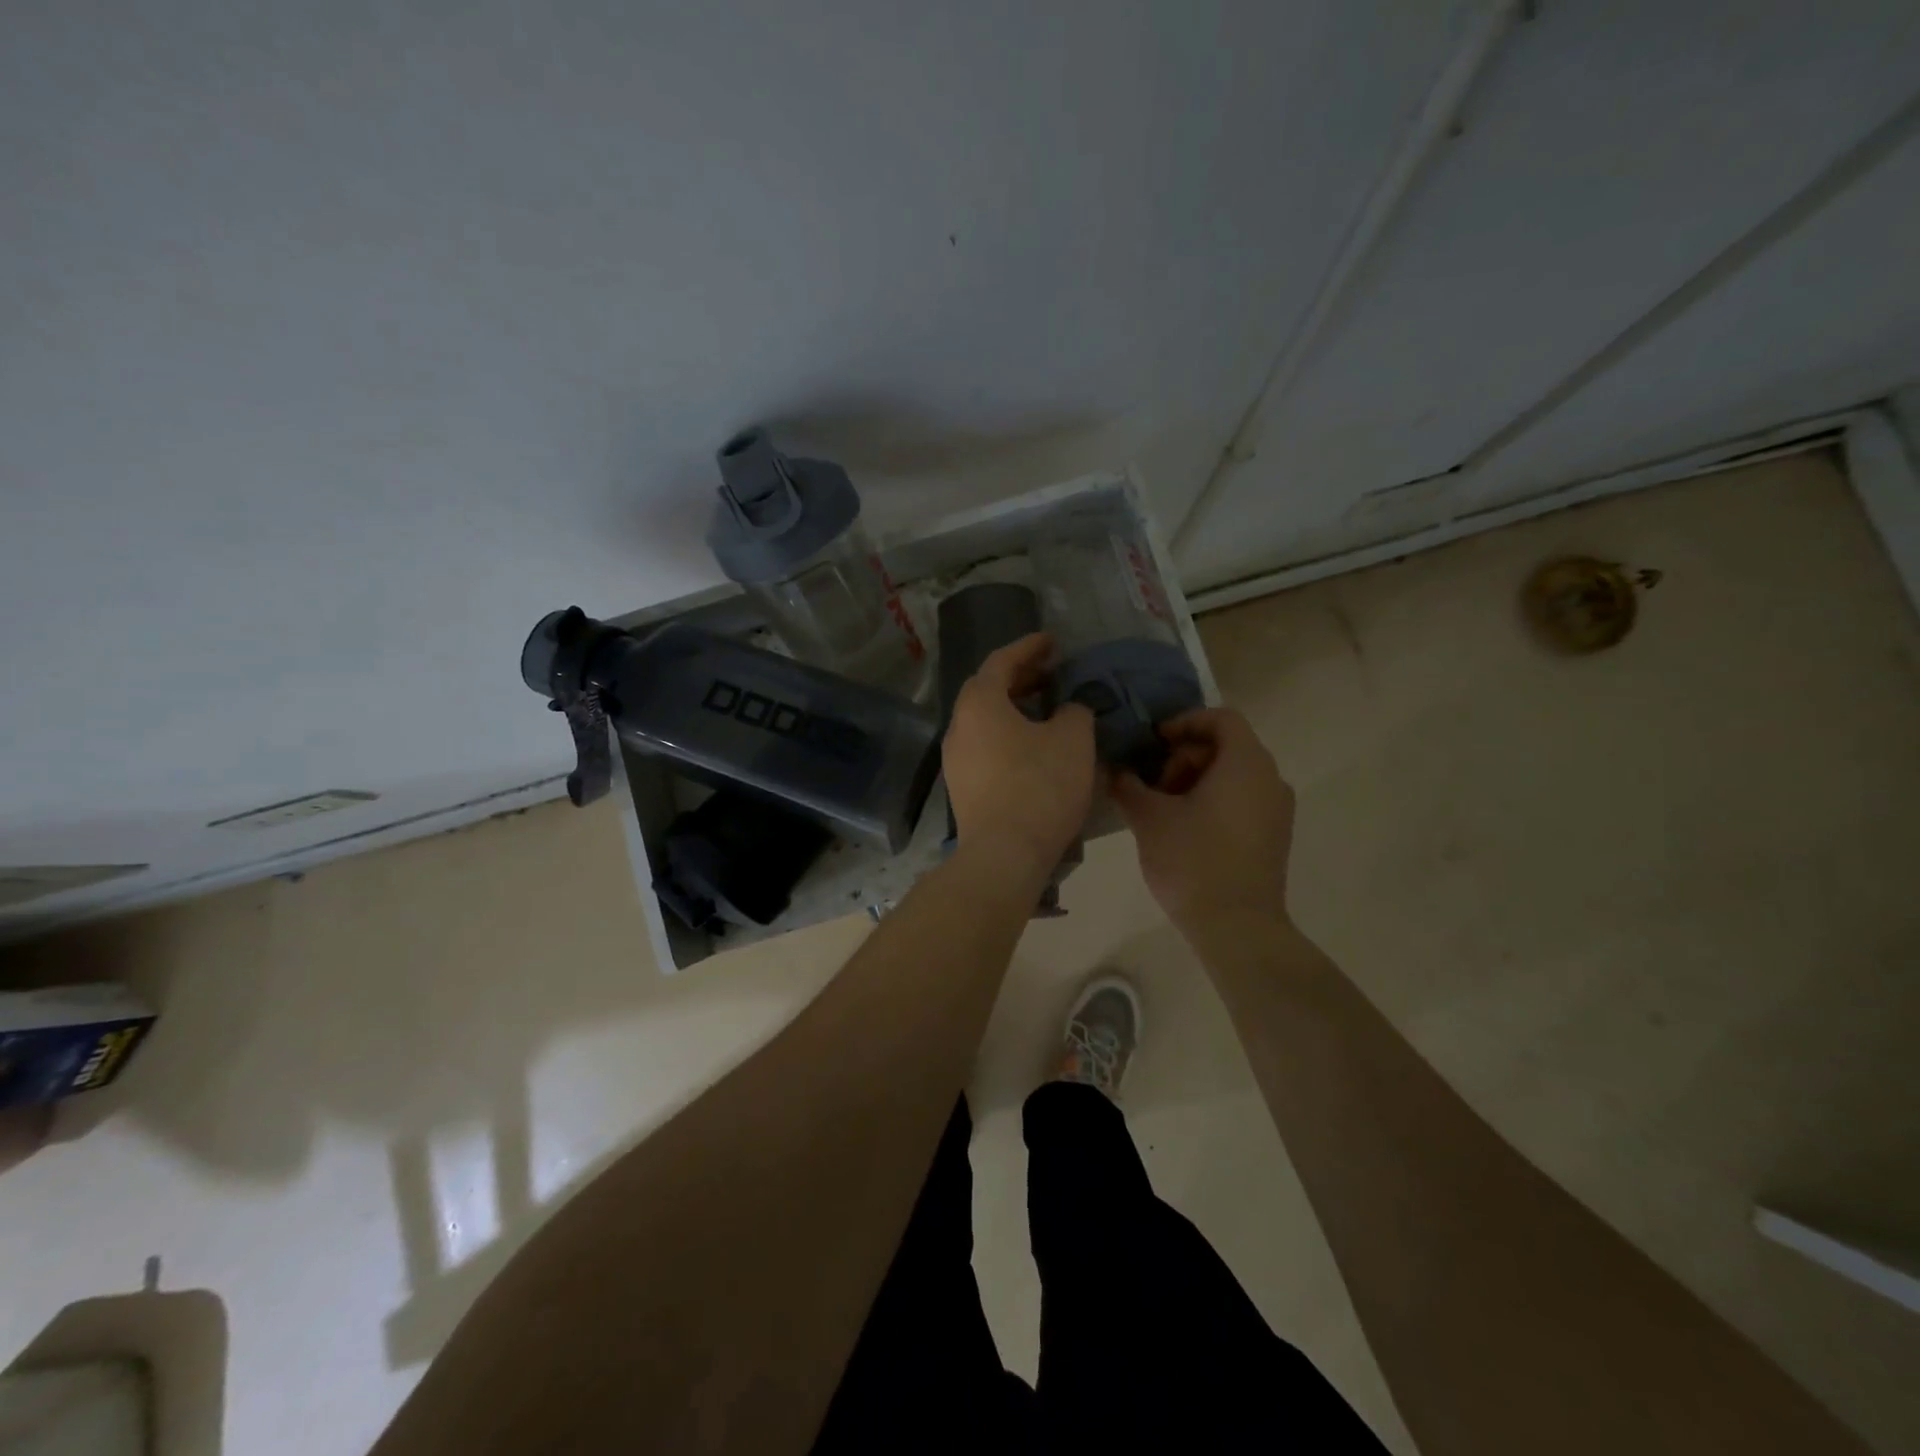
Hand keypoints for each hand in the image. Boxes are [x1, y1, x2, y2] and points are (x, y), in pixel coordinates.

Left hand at [942, 633, 1096, 872]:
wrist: (1003, 855)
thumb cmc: (1039, 787)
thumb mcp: (1073, 740)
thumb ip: (1074, 712)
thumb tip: (1068, 710)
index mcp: (980, 704)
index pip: (1001, 661)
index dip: (1028, 647)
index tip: (1051, 641)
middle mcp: (959, 726)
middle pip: (987, 689)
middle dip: (1019, 677)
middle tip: (1050, 674)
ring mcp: (955, 759)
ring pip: (984, 720)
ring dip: (1013, 709)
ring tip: (1045, 710)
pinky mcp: (961, 787)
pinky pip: (984, 746)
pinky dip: (1007, 735)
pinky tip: (1032, 748)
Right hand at [1110, 707, 1294, 929]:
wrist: (1237, 927)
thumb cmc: (1193, 860)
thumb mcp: (1149, 818)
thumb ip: (1128, 785)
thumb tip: (1115, 770)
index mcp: (1245, 763)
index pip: (1220, 718)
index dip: (1183, 722)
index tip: (1153, 744)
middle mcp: (1270, 778)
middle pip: (1225, 747)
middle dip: (1183, 757)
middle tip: (1152, 785)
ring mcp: (1277, 810)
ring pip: (1233, 776)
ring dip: (1195, 781)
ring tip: (1162, 810)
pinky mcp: (1273, 837)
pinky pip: (1242, 800)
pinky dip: (1212, 801)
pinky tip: (1183, 830)